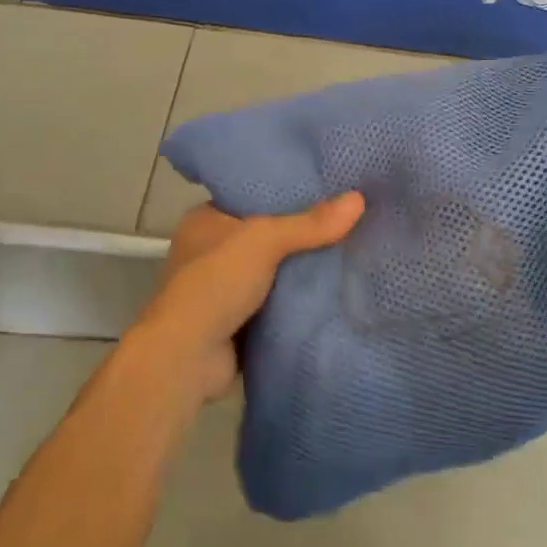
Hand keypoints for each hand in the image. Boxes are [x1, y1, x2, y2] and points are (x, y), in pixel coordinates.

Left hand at [124, 194, 365, 404]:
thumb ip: (310, 224)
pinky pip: (275, 303)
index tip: (329, 190)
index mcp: (206, 220)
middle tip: (348, 222)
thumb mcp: (264, 240)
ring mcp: (223, 288)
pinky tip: (333, 291)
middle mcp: (211, 250)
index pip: (253, 197)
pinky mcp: (236, 321)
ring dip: (301, 271)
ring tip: (350, 252)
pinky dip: (296, 301)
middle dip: (301, 235)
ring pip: (274, 271)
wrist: (187, 357)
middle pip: (267, 236)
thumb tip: (358, 199)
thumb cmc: (216, 282)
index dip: (288, 193)